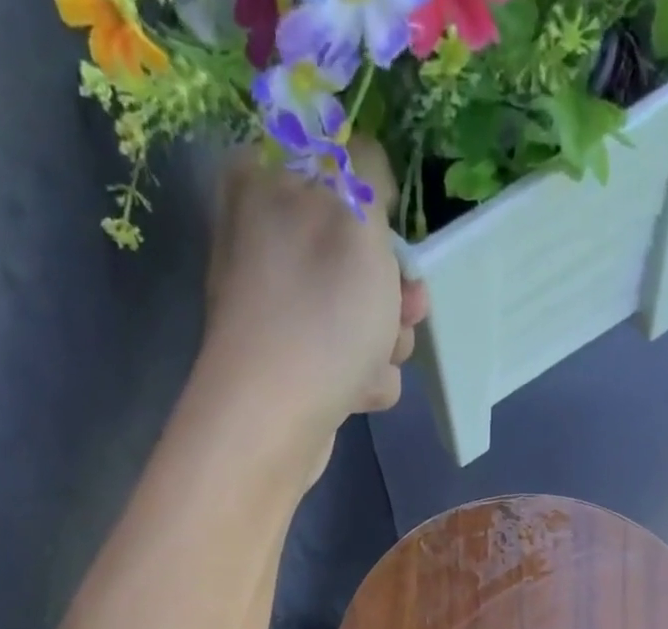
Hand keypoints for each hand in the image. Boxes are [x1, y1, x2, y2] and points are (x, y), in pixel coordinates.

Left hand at [200, 140, 428, 478]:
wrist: (275, 421)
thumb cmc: (320, 312)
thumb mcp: (356, 215)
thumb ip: (366, 169)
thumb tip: (364, 168)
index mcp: (263, 184)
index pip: (335, 168)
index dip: (375, 205)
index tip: (391, 234)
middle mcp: (264, 245)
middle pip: (356, 251)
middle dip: (391, 288)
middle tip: (403, 309)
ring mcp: (278, 312)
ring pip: (361, 312)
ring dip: (386, 340)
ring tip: (375, 361)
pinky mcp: (293, 367)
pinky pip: (348, 361)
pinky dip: (363, 379)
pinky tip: (357, 393)